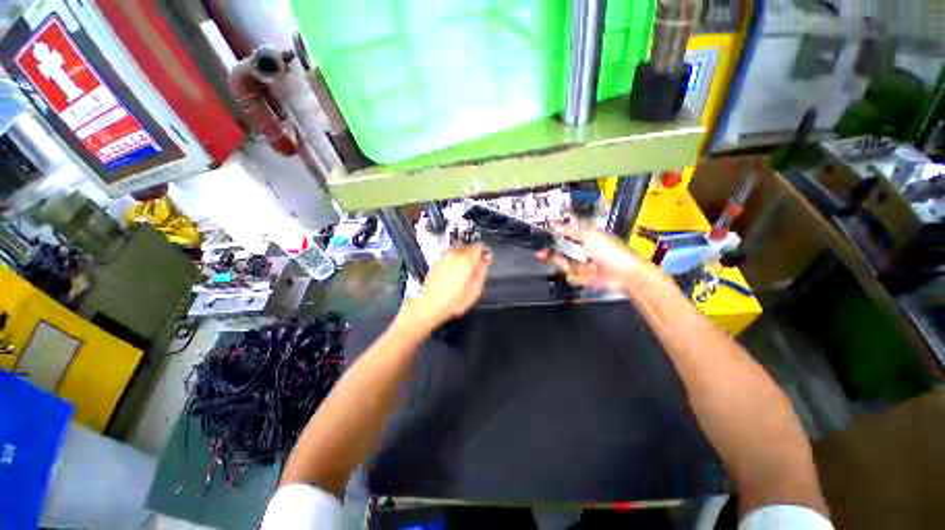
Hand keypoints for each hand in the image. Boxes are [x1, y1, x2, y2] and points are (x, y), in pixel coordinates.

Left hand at [410, 243, 491, 325]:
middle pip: (468, 247)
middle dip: (474, 255)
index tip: (486, 261)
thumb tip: (484, 263)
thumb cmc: (453, 301)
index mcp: (466, 260)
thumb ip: (482, 273)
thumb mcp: (475, 291)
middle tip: (476, 268)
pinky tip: (453, 274)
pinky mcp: (435, 262)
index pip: (479, 246)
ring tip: (464, 272)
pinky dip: (454, 262)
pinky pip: (449, 257)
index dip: (485, 253)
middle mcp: (454, 254)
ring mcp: (443, 257)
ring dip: (463, 257)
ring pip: (458, 251)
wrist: (428, 306)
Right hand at [536, 224, 652, 290]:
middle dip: (551, 253)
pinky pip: (570, 276)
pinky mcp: (582, 276)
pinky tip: (581, 272)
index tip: (542, 238)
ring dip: (563, 264)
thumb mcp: (589, 235)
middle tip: (543, 254)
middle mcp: (581, 249)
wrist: (624, 274)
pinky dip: (574, 275)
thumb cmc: (613, 253)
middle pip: (558, 251)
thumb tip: (556, 224)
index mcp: (583, 236)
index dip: (551, 237)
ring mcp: (581, 263)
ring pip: (561, 264)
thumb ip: (570, 230)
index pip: (562, 235)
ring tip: (569, 264)